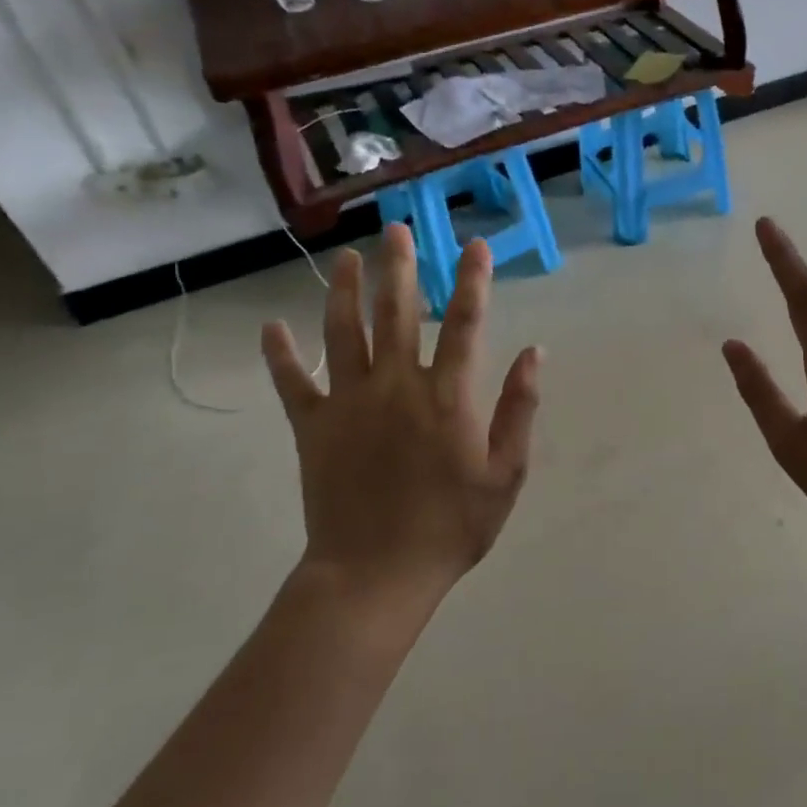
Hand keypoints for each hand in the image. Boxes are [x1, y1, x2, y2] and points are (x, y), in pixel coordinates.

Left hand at [262, 224, 541, 606]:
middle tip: (398, 230)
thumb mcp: (506, 474)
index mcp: (447, 397)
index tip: (475, 247)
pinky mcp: (313, 428)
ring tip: (350, 259)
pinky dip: (280, 355)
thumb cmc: (452, 527)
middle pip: (398, 314)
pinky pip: (293, 383)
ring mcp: (349, 404)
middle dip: (401, 268)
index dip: (472, 281)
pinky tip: (271, 327)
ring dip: (347, 292)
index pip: (465, 324)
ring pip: (344, 334)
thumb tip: (535, 353)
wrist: (375, 576)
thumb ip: (519, 409)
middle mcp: (397, 387)